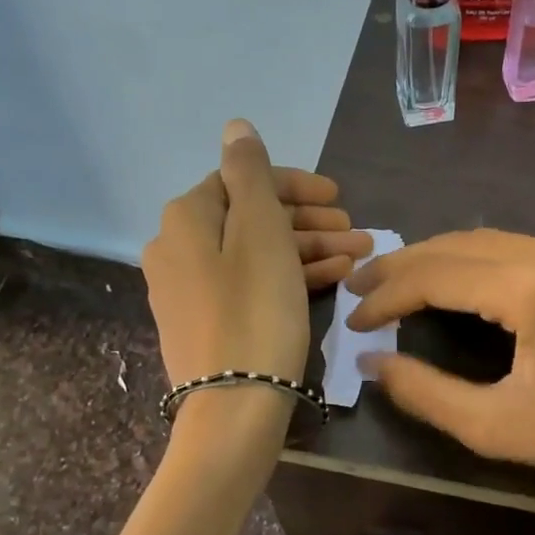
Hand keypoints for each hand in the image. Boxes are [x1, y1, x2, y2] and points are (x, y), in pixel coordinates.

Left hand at [142, 120, 369, 391]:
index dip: (296, 186)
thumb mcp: (259, 232)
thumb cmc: (254, 310)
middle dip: (309, 222)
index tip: (340, 198)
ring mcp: (190, 289)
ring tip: (357, 256)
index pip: (244, 182)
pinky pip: (251, 284)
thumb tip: (235, 127)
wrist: (234, 407)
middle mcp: (178, 248)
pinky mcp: (207, 322)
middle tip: (356, 231)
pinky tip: (333, 278)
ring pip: (257, 254)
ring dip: (308, 249)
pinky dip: (289, 277)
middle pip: (252, 219)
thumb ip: (249, 173)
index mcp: (186, 218)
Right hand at [345, 230, 534, 534]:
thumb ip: (425, 392)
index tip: (353, 321)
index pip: (435, 274)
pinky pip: (521, 248)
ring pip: (489, 240)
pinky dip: (478, 262)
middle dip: (402, 265)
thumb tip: (372, 363)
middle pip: (457, 245)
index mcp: (532, 287)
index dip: (386, 295)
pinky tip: (462, 284)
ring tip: (399, 284)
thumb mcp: (497, 427)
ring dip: (439, 259)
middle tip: (361, 289)